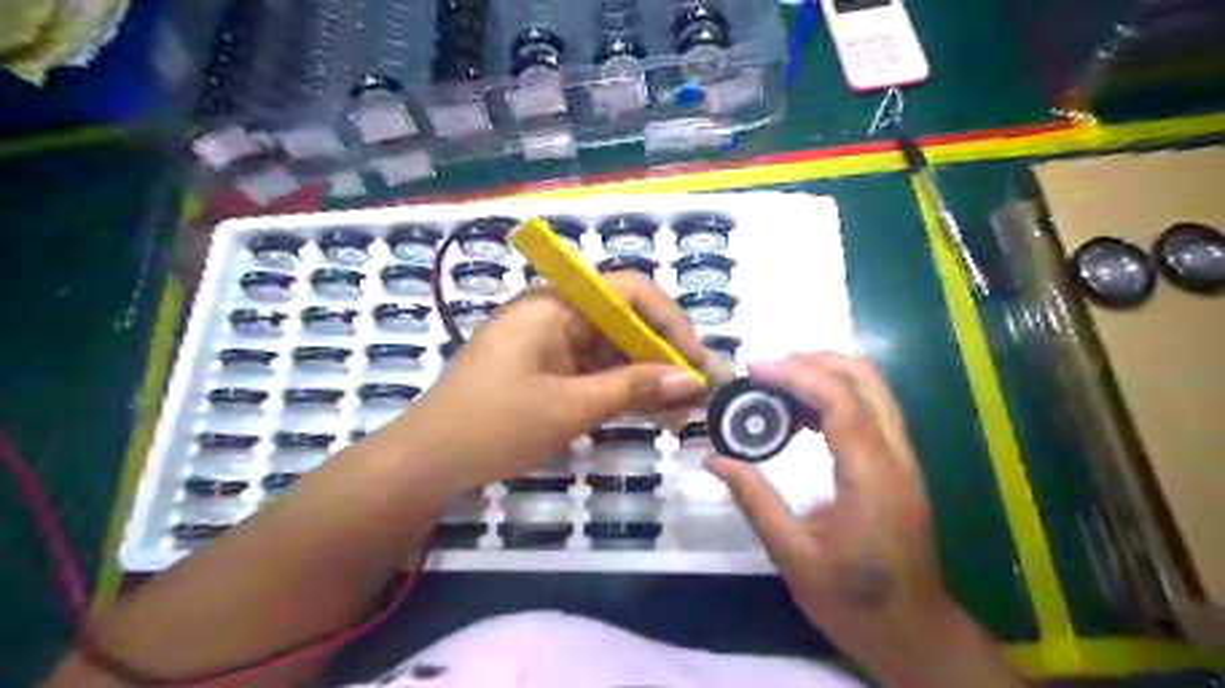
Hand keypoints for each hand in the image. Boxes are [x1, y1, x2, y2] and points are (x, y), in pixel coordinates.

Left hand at [403, 271, 707, 493]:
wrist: (426, 462)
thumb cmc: (494, 425)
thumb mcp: (570, 407)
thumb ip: (633, 387)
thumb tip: (692, 380)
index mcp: (556, 304)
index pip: (630, 291)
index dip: (670, 322)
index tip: (695, 363)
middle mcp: (556, 313)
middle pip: (625, 321)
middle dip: (663, 356)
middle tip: (696, 396)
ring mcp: (550, 342)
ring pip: (613, 349)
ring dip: (646, 377)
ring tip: (680, 413)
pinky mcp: (546, 368)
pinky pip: (594, 369)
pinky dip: (621, 389)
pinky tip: (649, 413)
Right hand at [709, 351, 955, 664]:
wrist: (914, 632)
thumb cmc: (855, 602)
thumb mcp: (794, 558)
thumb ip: (755, 502)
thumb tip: (715, 460)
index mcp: (872, 478)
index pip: (840, 402)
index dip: (796, 375)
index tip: (754, 371)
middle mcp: (896, 456)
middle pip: (865, 378)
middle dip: (813, 361)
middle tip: (765, 372)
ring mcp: (902, 457)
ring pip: (871, 387)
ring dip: (823, 373)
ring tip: (774, 385)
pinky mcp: (897, 463)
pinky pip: (868, 408)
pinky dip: (832, 394)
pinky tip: (797, 413)